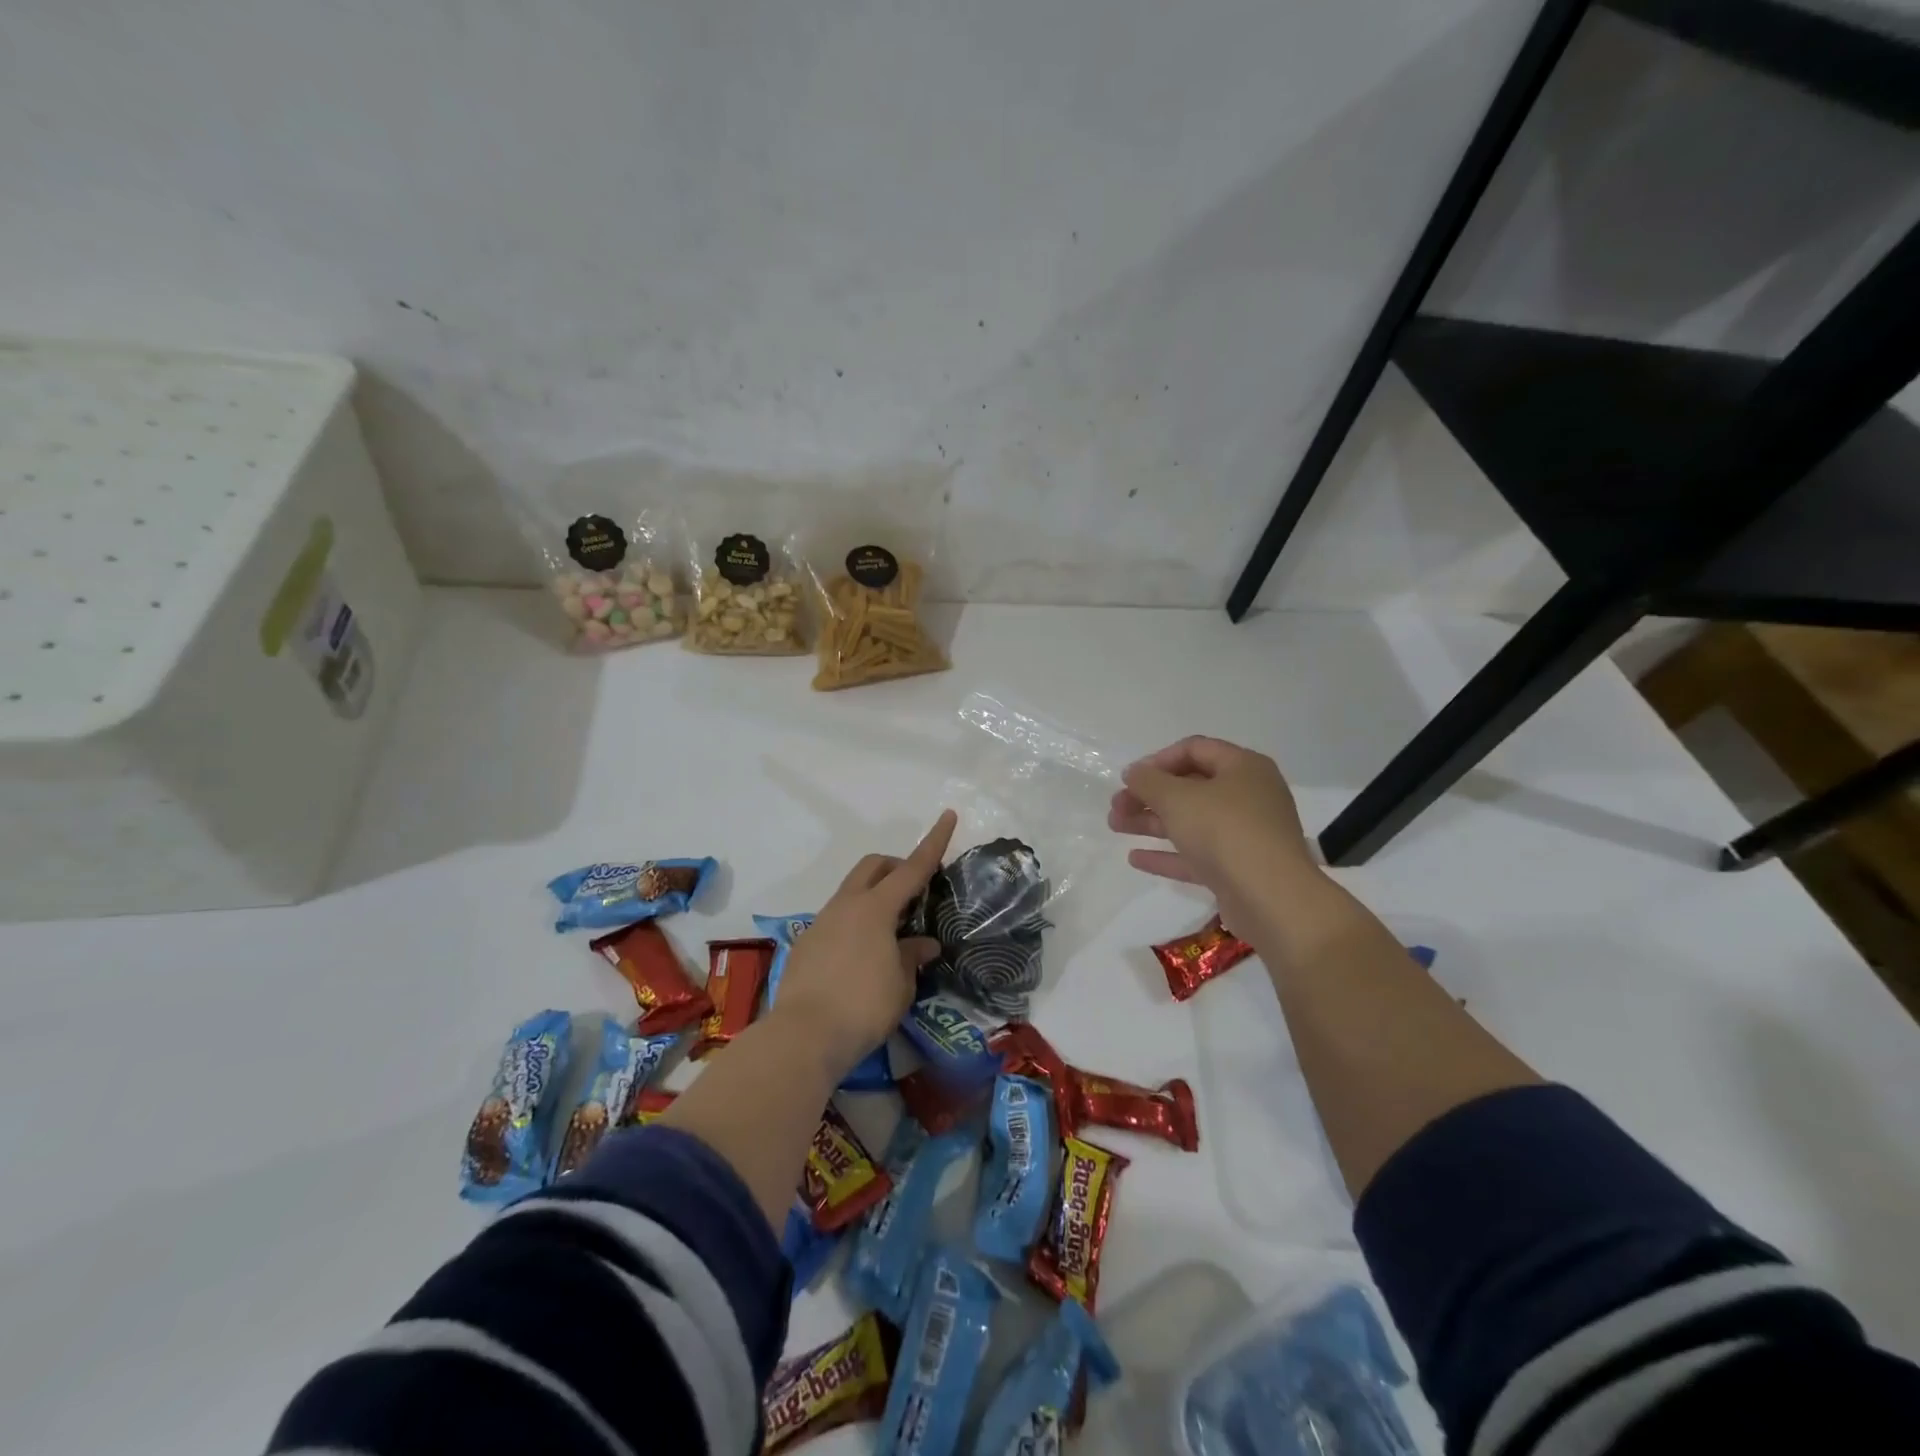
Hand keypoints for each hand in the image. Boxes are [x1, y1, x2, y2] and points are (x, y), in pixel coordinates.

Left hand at [771, 809, 956, 1076]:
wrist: (803, 1036)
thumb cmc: (863, 1007)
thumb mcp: (901, 985)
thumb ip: (913, 956)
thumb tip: (923, 944)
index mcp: (875, 908)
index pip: (912, 867)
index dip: (934, 842)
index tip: (948, 815)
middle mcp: (846, 905)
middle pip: (873, 866)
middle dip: (896, 866)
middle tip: (915, 890)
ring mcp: (822, 922)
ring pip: (852, 891)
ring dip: (874, 896)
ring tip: (892, 931)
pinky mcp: (807, 943)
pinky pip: (837, 918)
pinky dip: (856, 922)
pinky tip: (863, 955)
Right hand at [1108, 736, 1317, 928]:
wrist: (1271, 898)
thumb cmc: (1224, 831)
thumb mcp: (1177, 797)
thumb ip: (1148, 781)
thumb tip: (1134, 773)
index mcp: (1243, 768)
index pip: (1195, 749)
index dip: (1158, 760)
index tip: (1130, 778)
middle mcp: (1249, 796)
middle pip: (1191, 787)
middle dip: (1149, 795)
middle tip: (1116, 806)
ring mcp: (1245, 835)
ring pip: (1191, 821)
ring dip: (1152, 822)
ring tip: (1115, 826)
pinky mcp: (1238, 869)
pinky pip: (1197, 854)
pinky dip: (1168, 854)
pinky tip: (1135, 858)